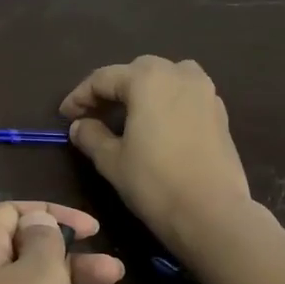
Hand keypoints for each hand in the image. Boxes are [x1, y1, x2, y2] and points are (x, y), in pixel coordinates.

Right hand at [59, 56, 257, 252]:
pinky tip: (156, 126)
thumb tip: (80, 125)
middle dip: (112, 89)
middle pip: (137, 71)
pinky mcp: (219, 113)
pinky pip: (185, 96)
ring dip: (142, 90)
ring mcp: (205, 92)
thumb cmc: (154, 182)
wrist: (211, 212)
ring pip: (166, 78)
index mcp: (147, 79)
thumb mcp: (111, 160)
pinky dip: (165, 102)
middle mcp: (179, 74)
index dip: (80, 96)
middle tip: (93, 114)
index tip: (64, 115)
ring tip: (127, 115)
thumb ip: (91, 136)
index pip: (103, 78)